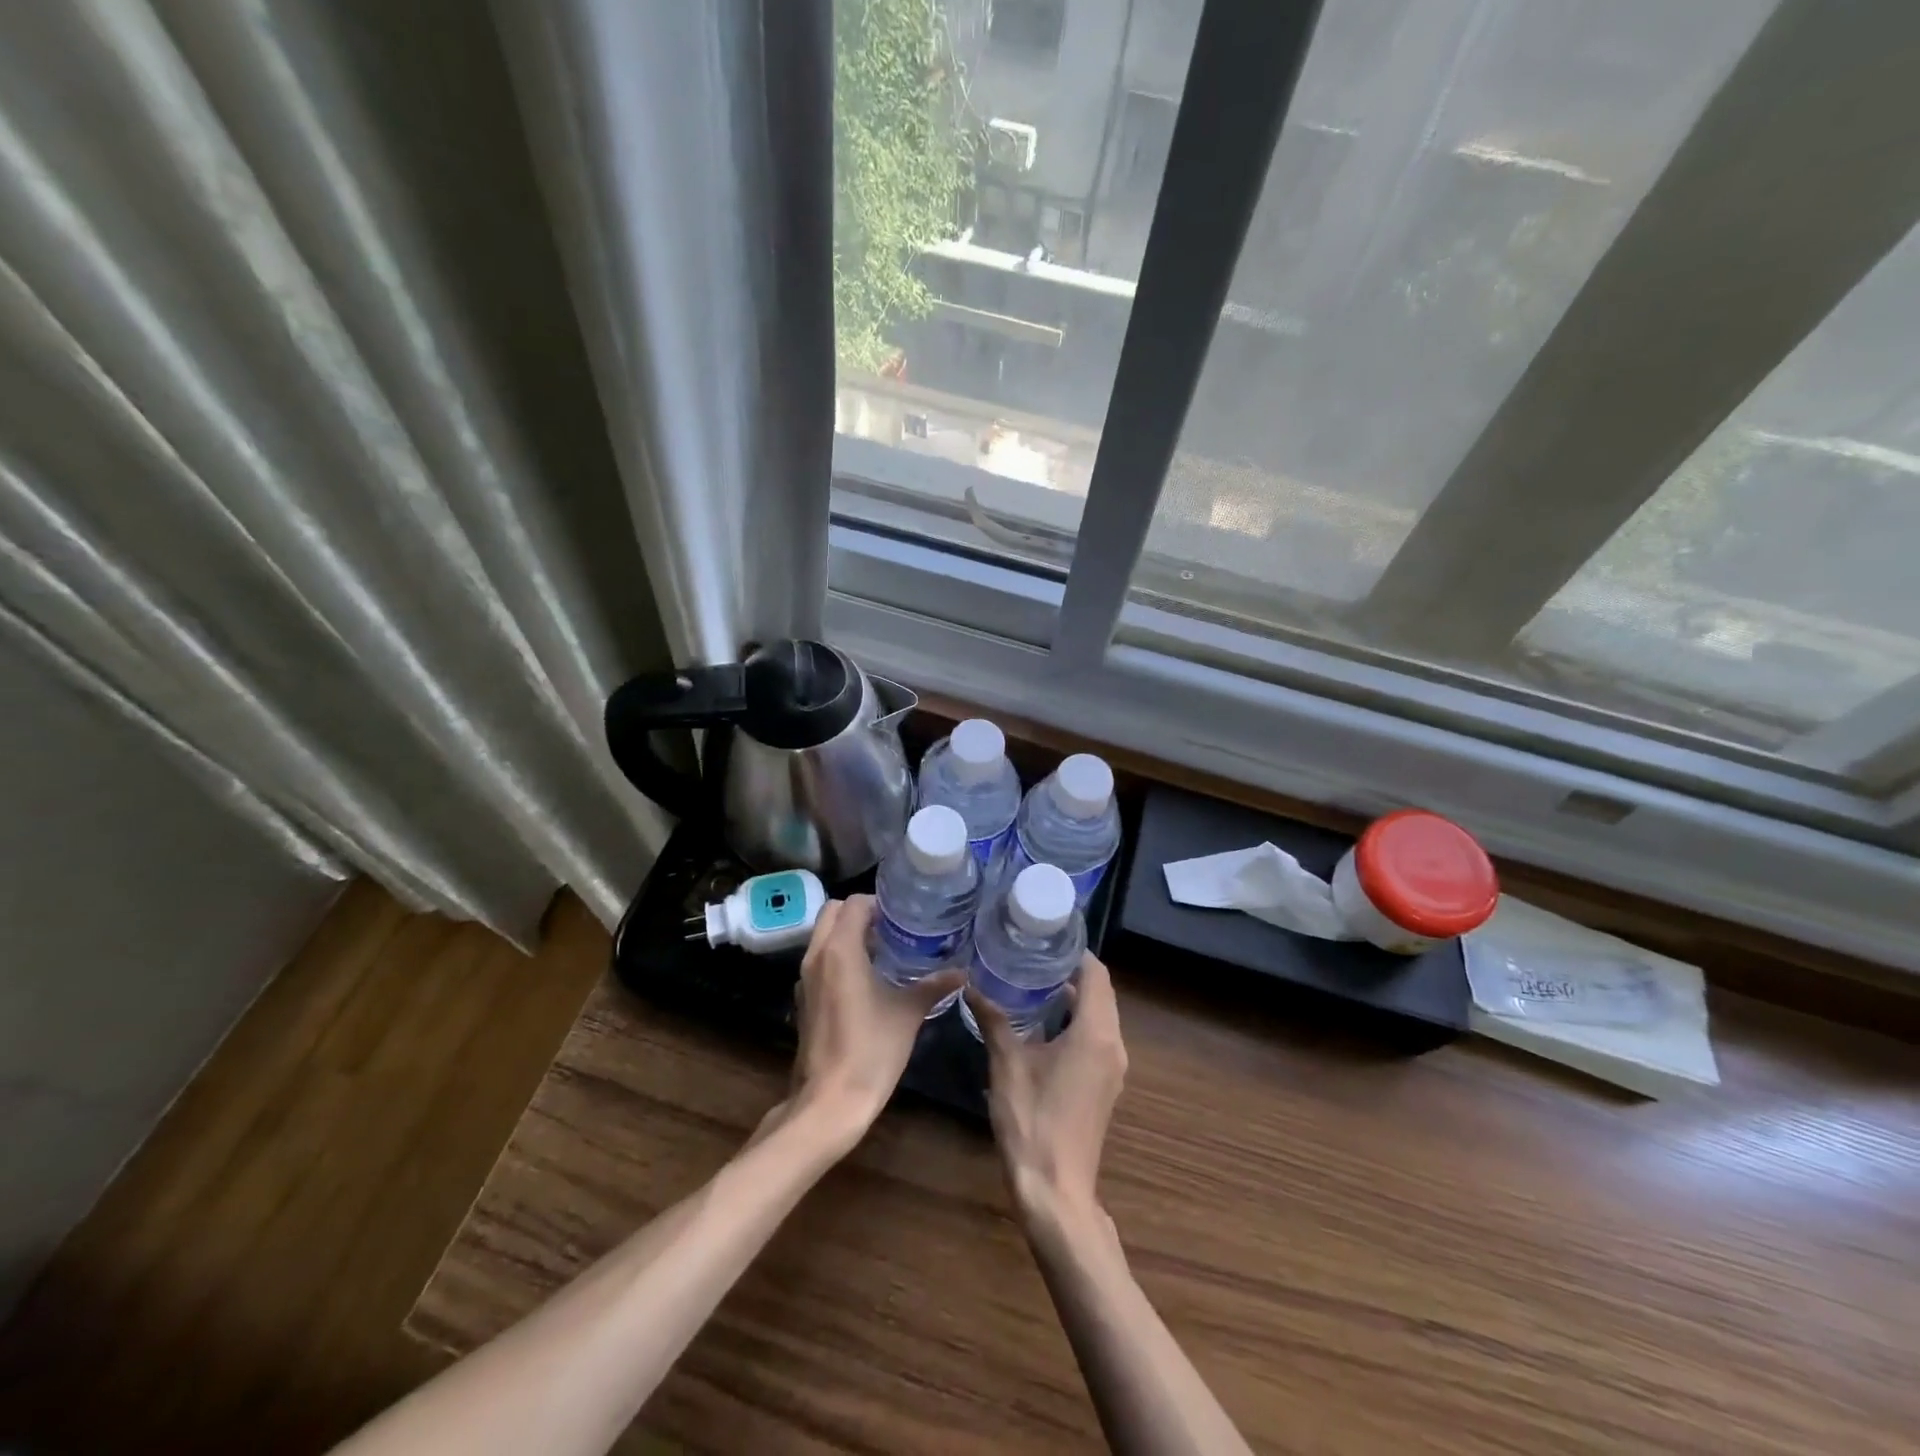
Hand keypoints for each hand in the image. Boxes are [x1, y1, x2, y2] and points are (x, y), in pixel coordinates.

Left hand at [782, 896, 961, 1146]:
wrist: (830, 1101)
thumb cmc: (871, 1050)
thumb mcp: (908, 1013)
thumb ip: (934, 986)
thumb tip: (962, 972)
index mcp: (840, 950)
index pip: (854, 904)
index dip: (879, 903)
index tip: (903, 915)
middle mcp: (816, 956)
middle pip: (832, 913)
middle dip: (860, 913)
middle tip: (892, 928)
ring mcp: (805, 978)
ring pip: (823, 936)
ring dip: (848, 934)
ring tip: (884, 950)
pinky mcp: (803, 999)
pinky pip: (819, 960)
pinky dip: (838, 956)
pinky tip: (866, 980)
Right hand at [968, 953, 1127, 1229]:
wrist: (1056, 1192)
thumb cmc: (1033, 1122)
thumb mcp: (1007, 1065)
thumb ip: (994, 1020)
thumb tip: (972, 985)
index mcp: (1095, 1034)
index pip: (1097, 975)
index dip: (1076, 952)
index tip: (1047, 937)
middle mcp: (1112, 1046)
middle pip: (1101, 994)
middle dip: (1072, 972)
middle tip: (1034, 955)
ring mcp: (1112, 1069)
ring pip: (1099, 1017)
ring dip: (1075, 998)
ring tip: (1034, 981)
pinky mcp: (1104, 1086)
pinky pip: (1096, 1038)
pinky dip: (1076, 1021)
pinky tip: (1043, 1023)